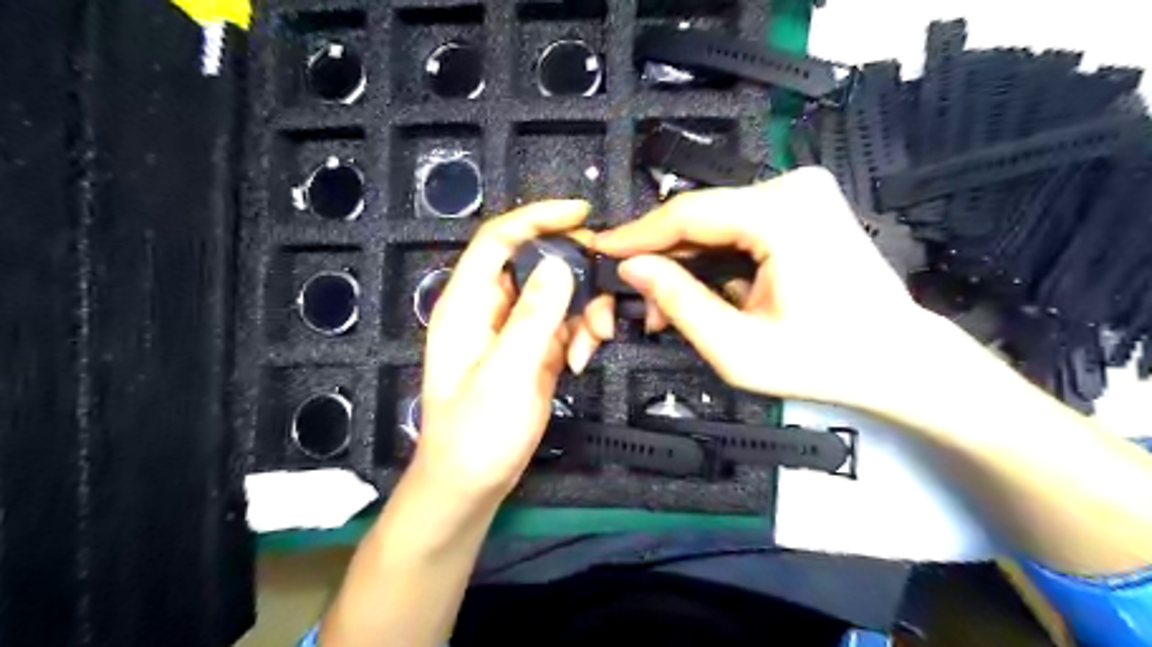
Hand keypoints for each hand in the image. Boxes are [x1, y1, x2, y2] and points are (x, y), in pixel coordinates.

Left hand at [411, 199, 610, 503]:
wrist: (472, 483)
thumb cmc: (476, 432)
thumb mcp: (506, 373)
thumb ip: (534, 317)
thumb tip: (560, 263)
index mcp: (468, 304)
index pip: (499, 240)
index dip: (537, 218)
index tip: (581, 214)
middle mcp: (491, 309)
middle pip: (537, 264)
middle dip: (576, 274)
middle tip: (607, 291)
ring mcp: (514, 330)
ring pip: (557, 295)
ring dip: (583, 310)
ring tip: (595, 340)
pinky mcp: (533, 351)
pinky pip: (564, 325)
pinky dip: (580, 334)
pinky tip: (583, 359)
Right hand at [594, 169, 944, 414]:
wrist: (899, 360)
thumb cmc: (825, 362)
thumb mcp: (737, 348)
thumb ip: (678, 303)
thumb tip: (632, 269)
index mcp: (780, 213)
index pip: (686, 214)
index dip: (635, 235)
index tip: (599, 251)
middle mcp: (792, 186)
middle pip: (700, 216)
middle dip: (661, 257)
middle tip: (634, 297)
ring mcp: (801, 193)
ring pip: (715, 223)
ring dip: (685, 262)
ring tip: (663, 305)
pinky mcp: (803, 207)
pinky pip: (738, 227)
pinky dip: (713, 258)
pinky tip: (700, 291)